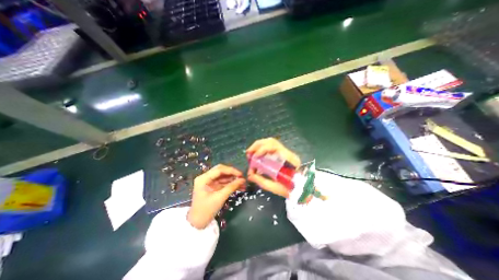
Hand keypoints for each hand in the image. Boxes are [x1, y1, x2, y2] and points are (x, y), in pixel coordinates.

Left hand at [188, 164, 244, 229]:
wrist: (198, 223)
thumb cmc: (206, 210)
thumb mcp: (220, 197)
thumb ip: (231, 187)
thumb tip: (243, 179)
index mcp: (203, 178)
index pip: (219, 170)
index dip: (231, 170)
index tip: (241, 174)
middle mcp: (205, 177)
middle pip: (221, 171)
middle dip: (232, 173)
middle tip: (241, 177)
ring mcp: (209, 182)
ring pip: (223, 176)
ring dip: (232, 179)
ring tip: (242, 183)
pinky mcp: (212, 186)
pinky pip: (223, 182)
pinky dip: (230, 184)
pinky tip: (238, 186)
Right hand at [246, 138, 299, 198]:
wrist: (301, 190)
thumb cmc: (290, 190)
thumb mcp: (274, 187)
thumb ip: (261, 180)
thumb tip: (249, 174)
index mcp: (289, 159)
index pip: (275, 146)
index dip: (262, 149)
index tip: (254, 157)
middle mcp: (288, 152)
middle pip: (271, 141)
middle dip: (257, 145)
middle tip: (248, 153)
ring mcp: (286, 152)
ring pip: (271, 142)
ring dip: (259, 145)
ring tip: (251, 152)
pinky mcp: (283, 154)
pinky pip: (271, 147)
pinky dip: (262, 148)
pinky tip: (257, 154)